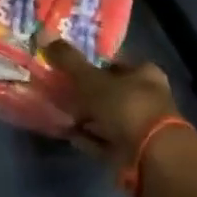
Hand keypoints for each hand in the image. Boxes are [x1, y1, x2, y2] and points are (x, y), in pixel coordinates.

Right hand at [44, 41, 179, 170]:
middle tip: (58, 87)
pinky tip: (66, 132)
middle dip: (84, 91)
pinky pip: (102, 139)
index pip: (115, 62)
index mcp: (144, 74)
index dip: (91, 61)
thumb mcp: (91, 79)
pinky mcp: (131, 151)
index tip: (67, 63)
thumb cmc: (125, 107)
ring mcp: (139, 127)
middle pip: (109, 90)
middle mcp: (146, 98)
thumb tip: (46, 37)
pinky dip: (86, 136)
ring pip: (104, 116)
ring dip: (83, 115)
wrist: (150, 158)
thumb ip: (69, 60)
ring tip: (57, 110)